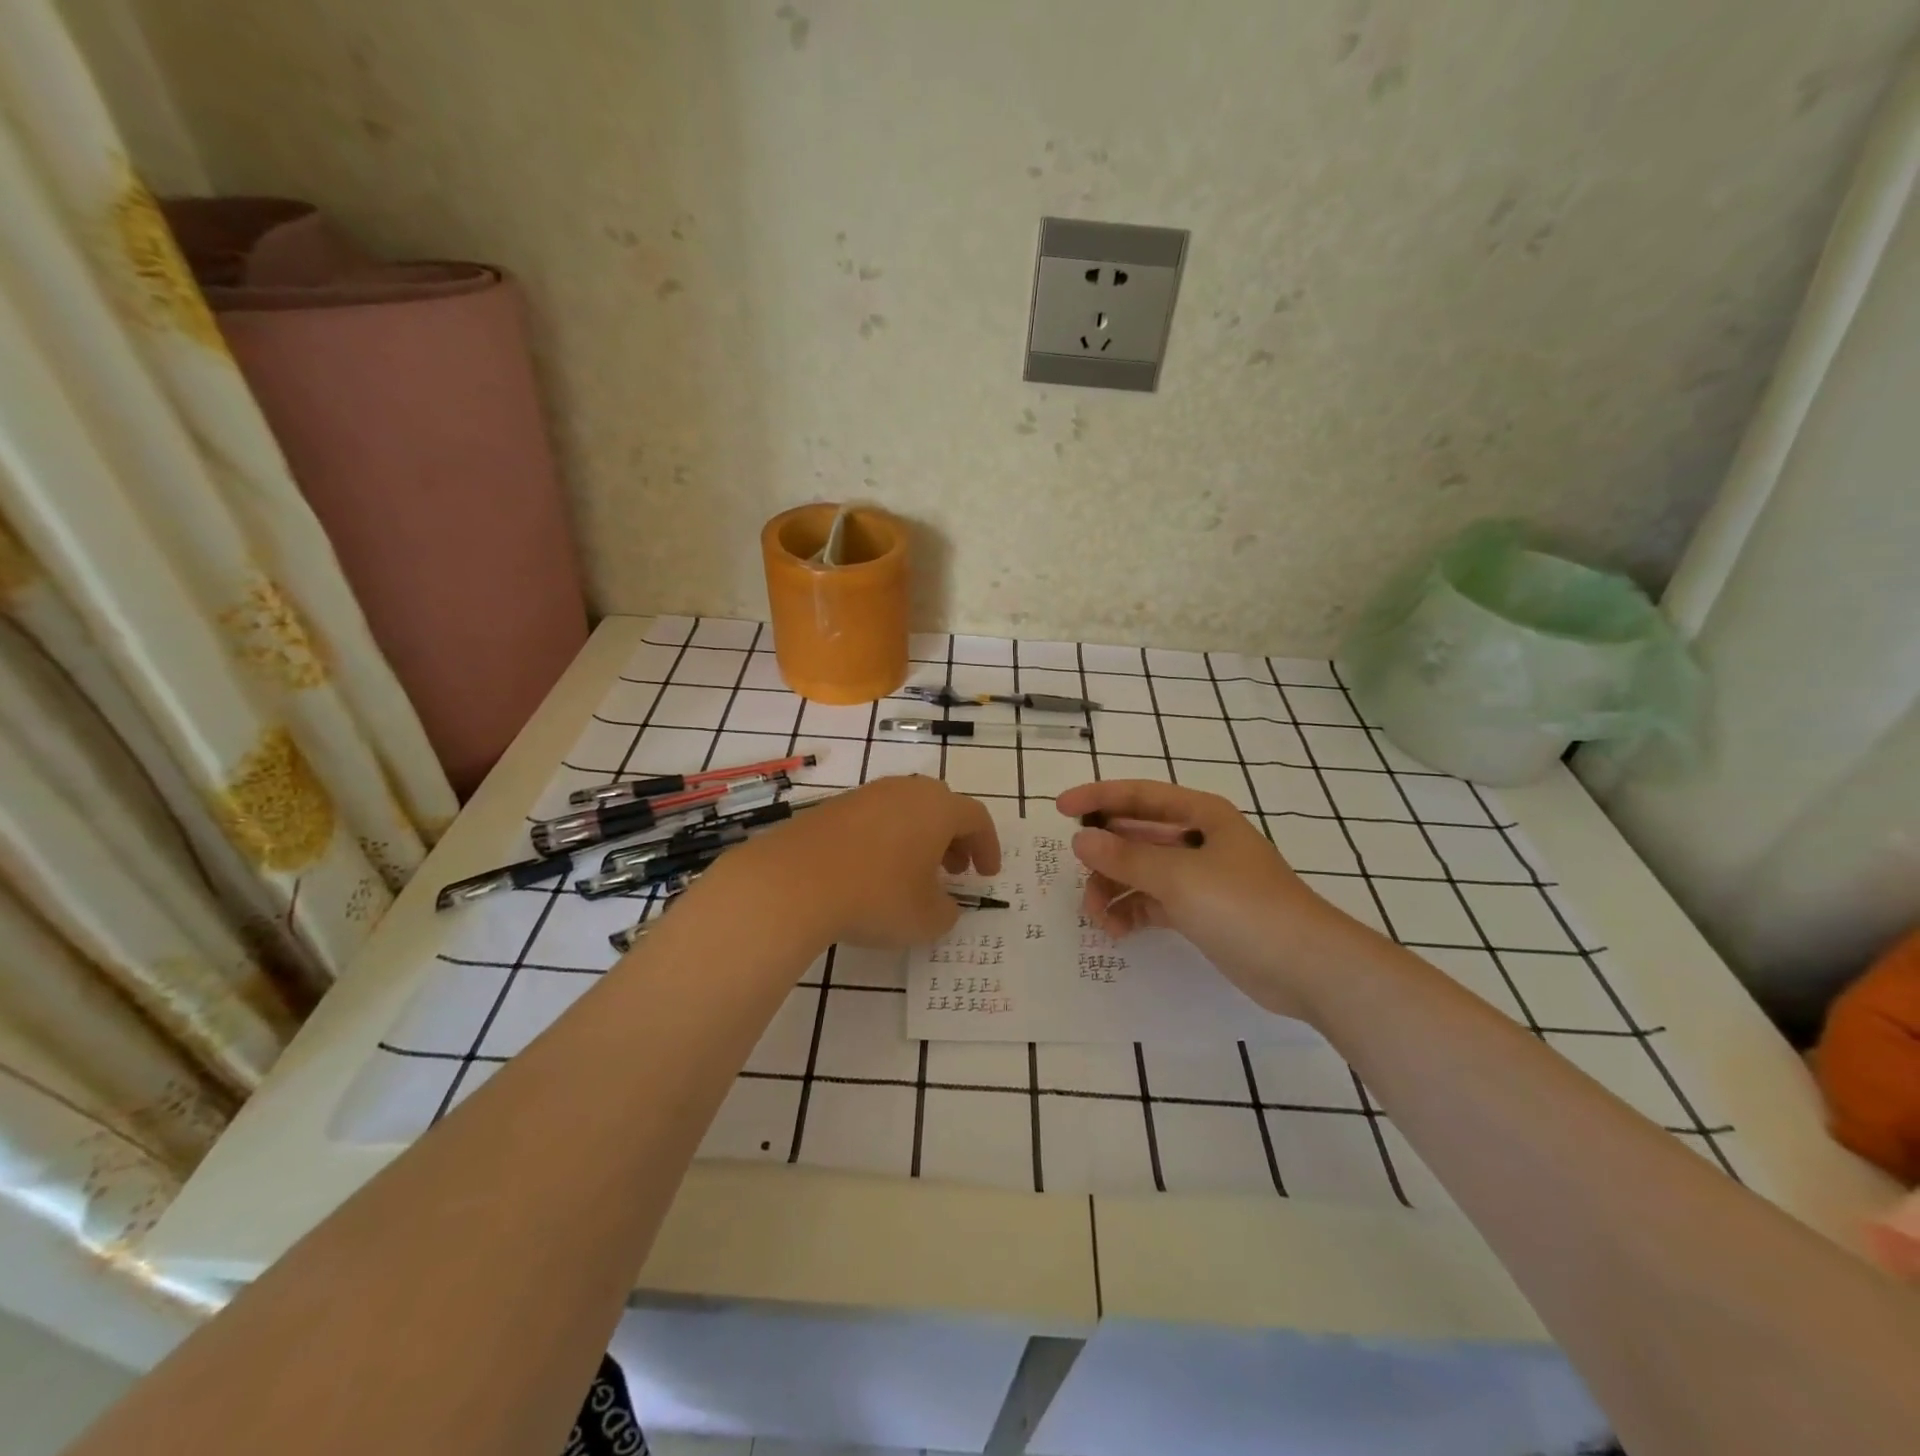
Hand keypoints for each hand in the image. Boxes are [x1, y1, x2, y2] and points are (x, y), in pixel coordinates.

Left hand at [722, 776, 1000, 948]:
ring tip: (912, 874)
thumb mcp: (926, 919)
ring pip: (905, 810)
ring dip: (918, 838)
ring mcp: (865, 795)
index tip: (986, 875)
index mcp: (937, 808)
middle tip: (953, 871)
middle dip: (953, 839)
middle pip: (941, 807)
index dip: (987, 846)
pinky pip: (873, 818)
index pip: (976, 818)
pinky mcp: (832, 807)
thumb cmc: (875, 896)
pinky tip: (872, 871)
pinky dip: (885, 840)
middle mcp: (905, 791)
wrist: (793, 881)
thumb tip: (943, 905)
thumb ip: (947, 912)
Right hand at [1055, 780, 1373, 1018]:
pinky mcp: (1200, 912)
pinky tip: (1118, 932)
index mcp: (1200, 814)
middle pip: (1136, 835)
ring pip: (1141, 872)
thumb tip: (1080, 841)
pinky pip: (1153, 902)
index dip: (1097, 798)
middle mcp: (1197, 839)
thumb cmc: (1244, 906)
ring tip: (1098, 918)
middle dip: (1104, 855)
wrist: (1307, 967)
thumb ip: (1125, 857)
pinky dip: (1132, 912)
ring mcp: (1199, 877)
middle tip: (1078, 877)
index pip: (1138, 796)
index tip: (1060, 809)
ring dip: (1114, 889)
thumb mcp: (1179, 877)